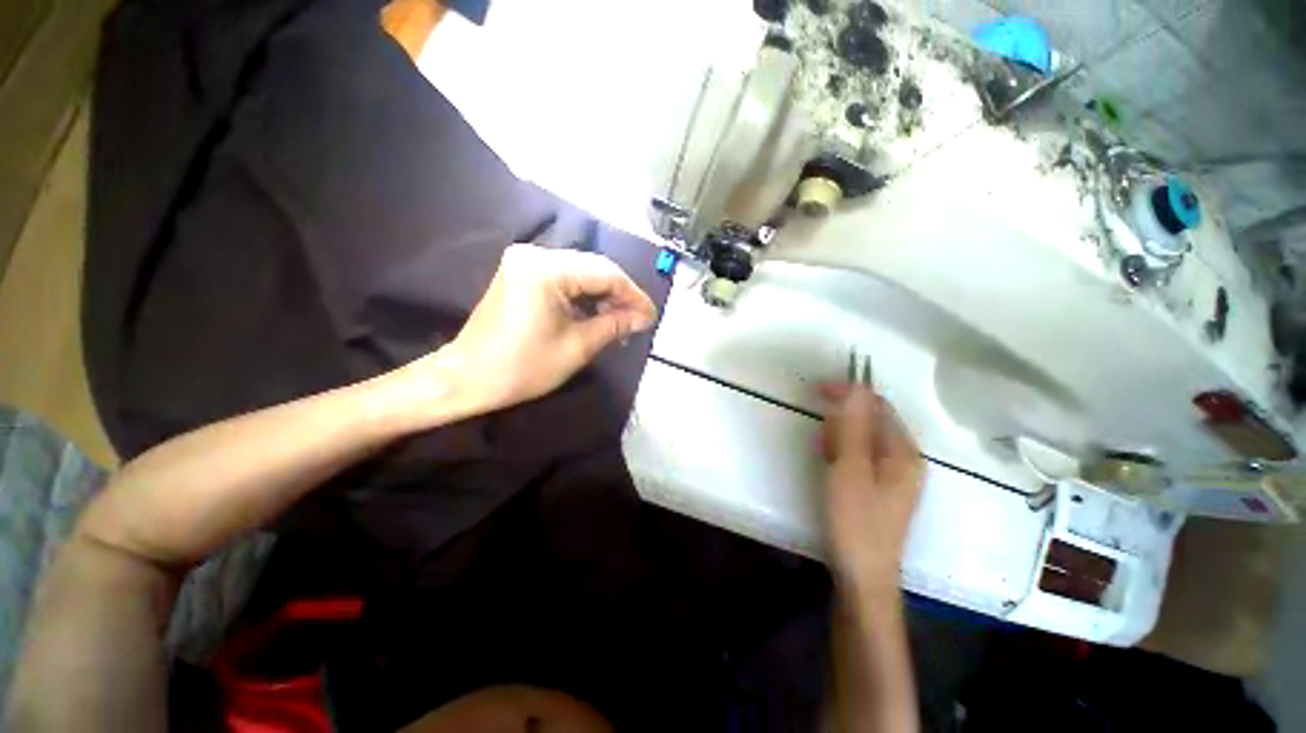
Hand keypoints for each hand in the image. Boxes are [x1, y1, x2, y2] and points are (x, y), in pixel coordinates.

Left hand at [401, 244, 656, 418]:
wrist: (467, 378)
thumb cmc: (522, 367)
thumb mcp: (577, 347)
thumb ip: (615, 325)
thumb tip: (644, 317)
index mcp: (546, 269)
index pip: (605, 273)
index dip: (633, 295)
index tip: (651, 316)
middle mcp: (535, 255)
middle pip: (593, 268)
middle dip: (620, 295)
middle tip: (638, 321)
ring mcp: (525, 262)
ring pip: (581, 273)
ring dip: (603, 296)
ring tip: (621, 322)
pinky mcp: (521, 274)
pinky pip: (564, 279)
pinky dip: (584, 297)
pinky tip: (597, 315)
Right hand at [820, 385, 924, 597]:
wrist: (863, 576)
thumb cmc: (856, 521)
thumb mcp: (850, 469)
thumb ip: (852, 427)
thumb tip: (856, 387)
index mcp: (903, 452)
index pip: (877, 406)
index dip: (850, 394)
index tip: (818, 391)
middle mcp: (904, 459)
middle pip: (871, 421)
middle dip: (842, 420)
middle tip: (821, 439)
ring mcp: (892, 475)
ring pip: (862, 438)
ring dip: (839, 436)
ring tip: (824, 455)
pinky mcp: (878, 487)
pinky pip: (859, 455)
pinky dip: (841, 453)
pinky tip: (830, 465)